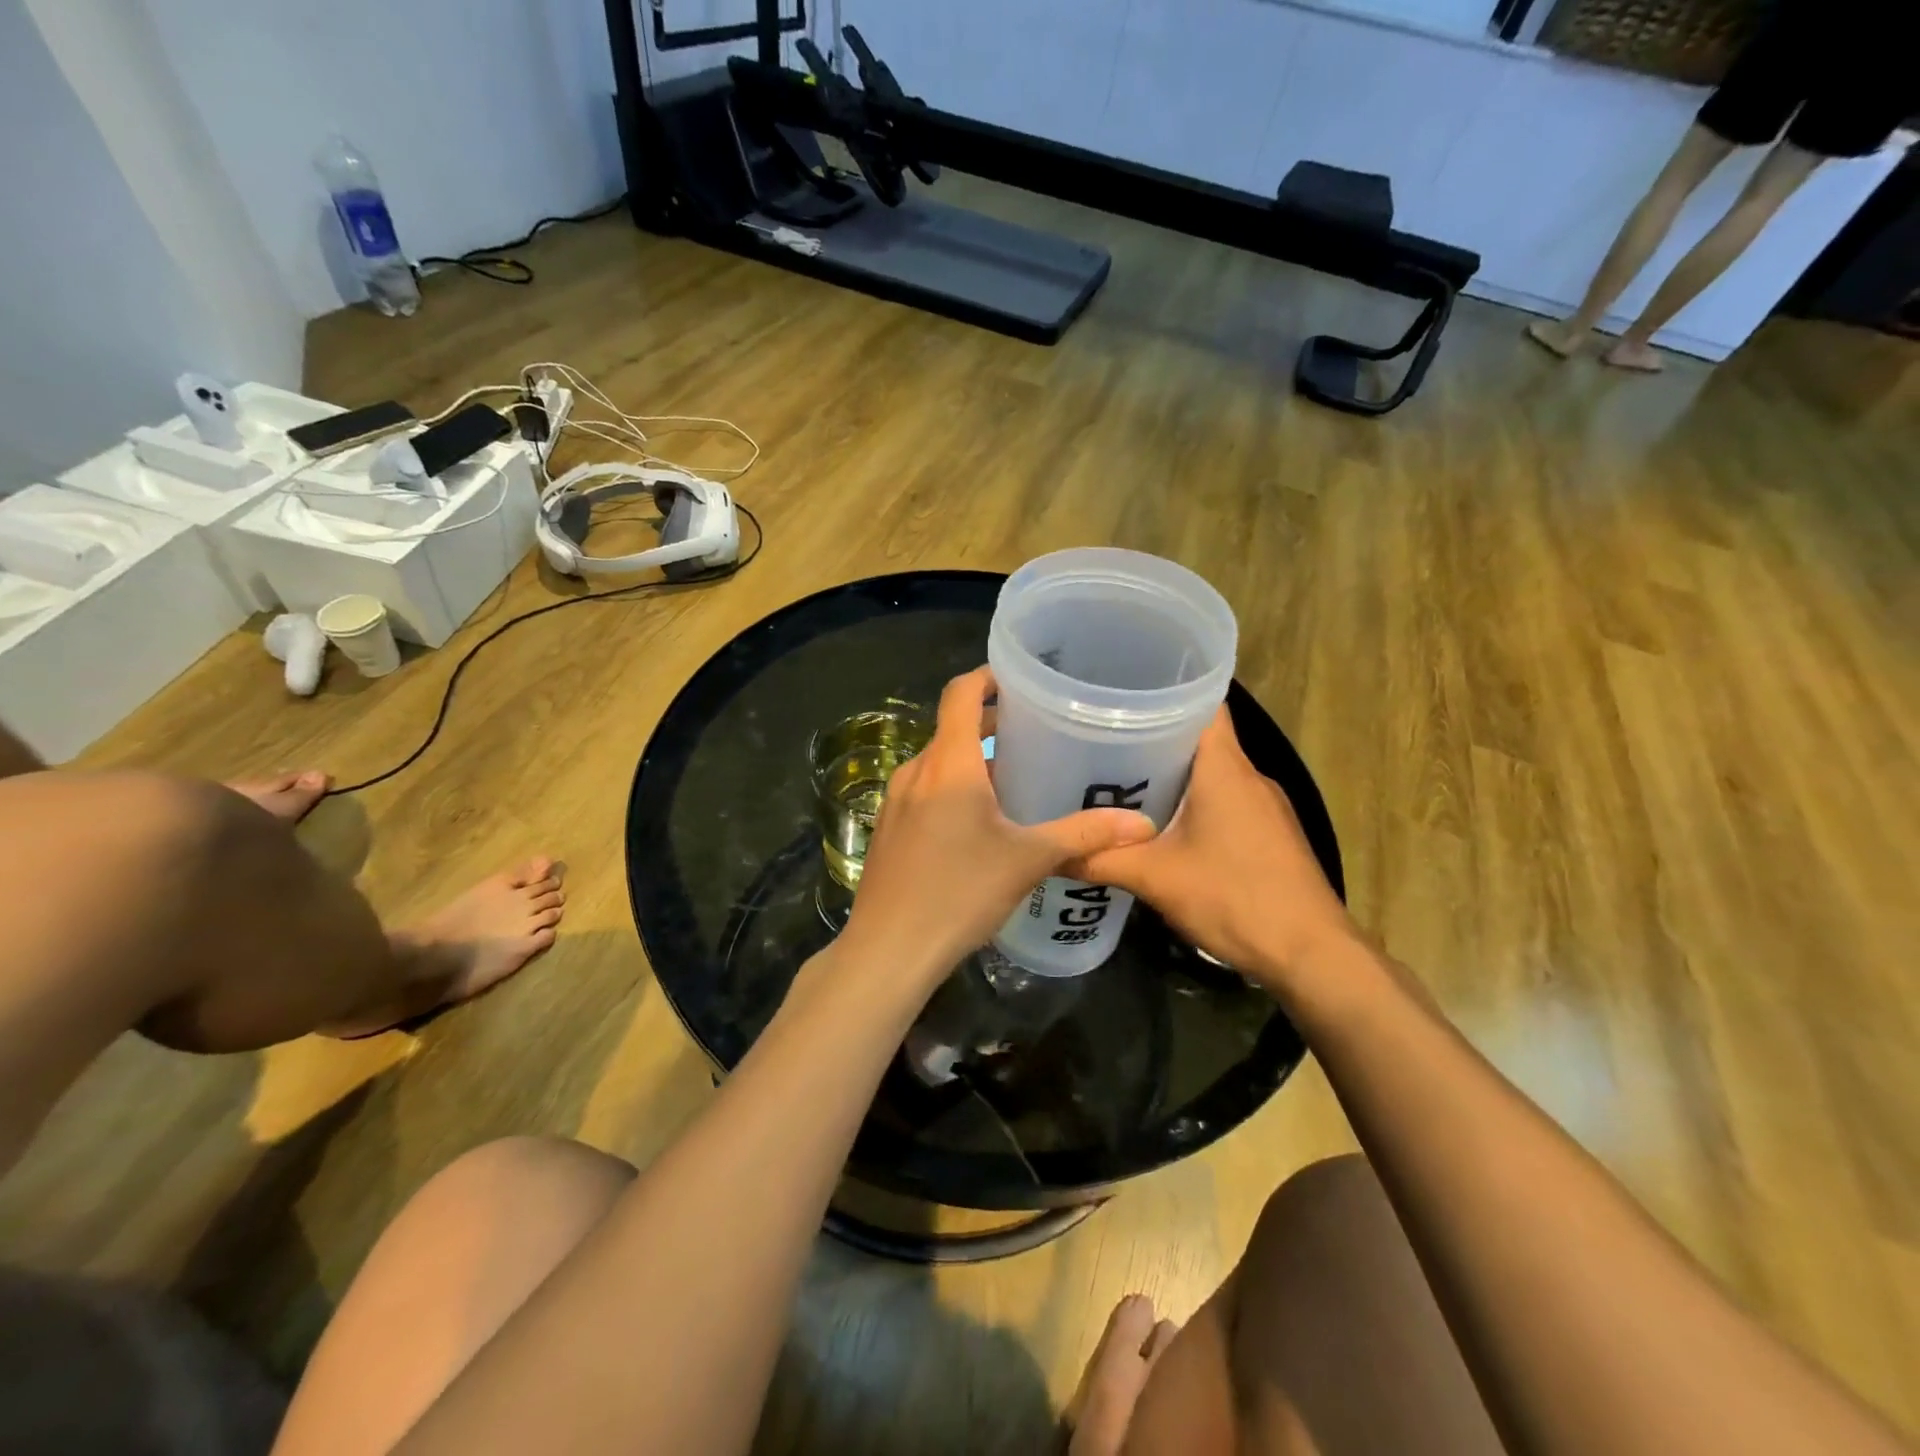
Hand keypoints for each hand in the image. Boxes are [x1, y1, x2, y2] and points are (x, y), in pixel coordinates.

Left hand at [834, 667, 1156, 994]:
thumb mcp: (1028, 860)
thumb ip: (1084, 835)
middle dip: (992, 724)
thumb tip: (1144, 825)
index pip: (961, 694)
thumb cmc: (960, 893)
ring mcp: (895, 801)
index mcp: (949, 764)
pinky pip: (924, 791)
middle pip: (953, 728)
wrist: (888, 950)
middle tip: (1037, 731)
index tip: (1019, 676)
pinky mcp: (888, 829)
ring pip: (939, 763)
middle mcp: (916, 771)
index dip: (987, 676)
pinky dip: (952, 787)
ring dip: (974, 761)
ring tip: (1016, 777)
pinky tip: (979, 821)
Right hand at [1068, 708, 1354, 988]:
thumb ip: (1100, 861)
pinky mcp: (1271, 834)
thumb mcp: (1156, 879)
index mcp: (1225, 768)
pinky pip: (1225, 801)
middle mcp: (1249, 776)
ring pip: (1212, 772)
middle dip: (1153, 737)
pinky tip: (1162, 827)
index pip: (1203, 702)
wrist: (1313, 955)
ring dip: (1173, 774)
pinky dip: (1193, 802)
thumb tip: (1049, 853)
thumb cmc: (1235, 898)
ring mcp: (1266, 806)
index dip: (1165, 689)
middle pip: (1200, 738)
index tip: (1121, 693)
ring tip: (1120, 781)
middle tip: (1101, 741)